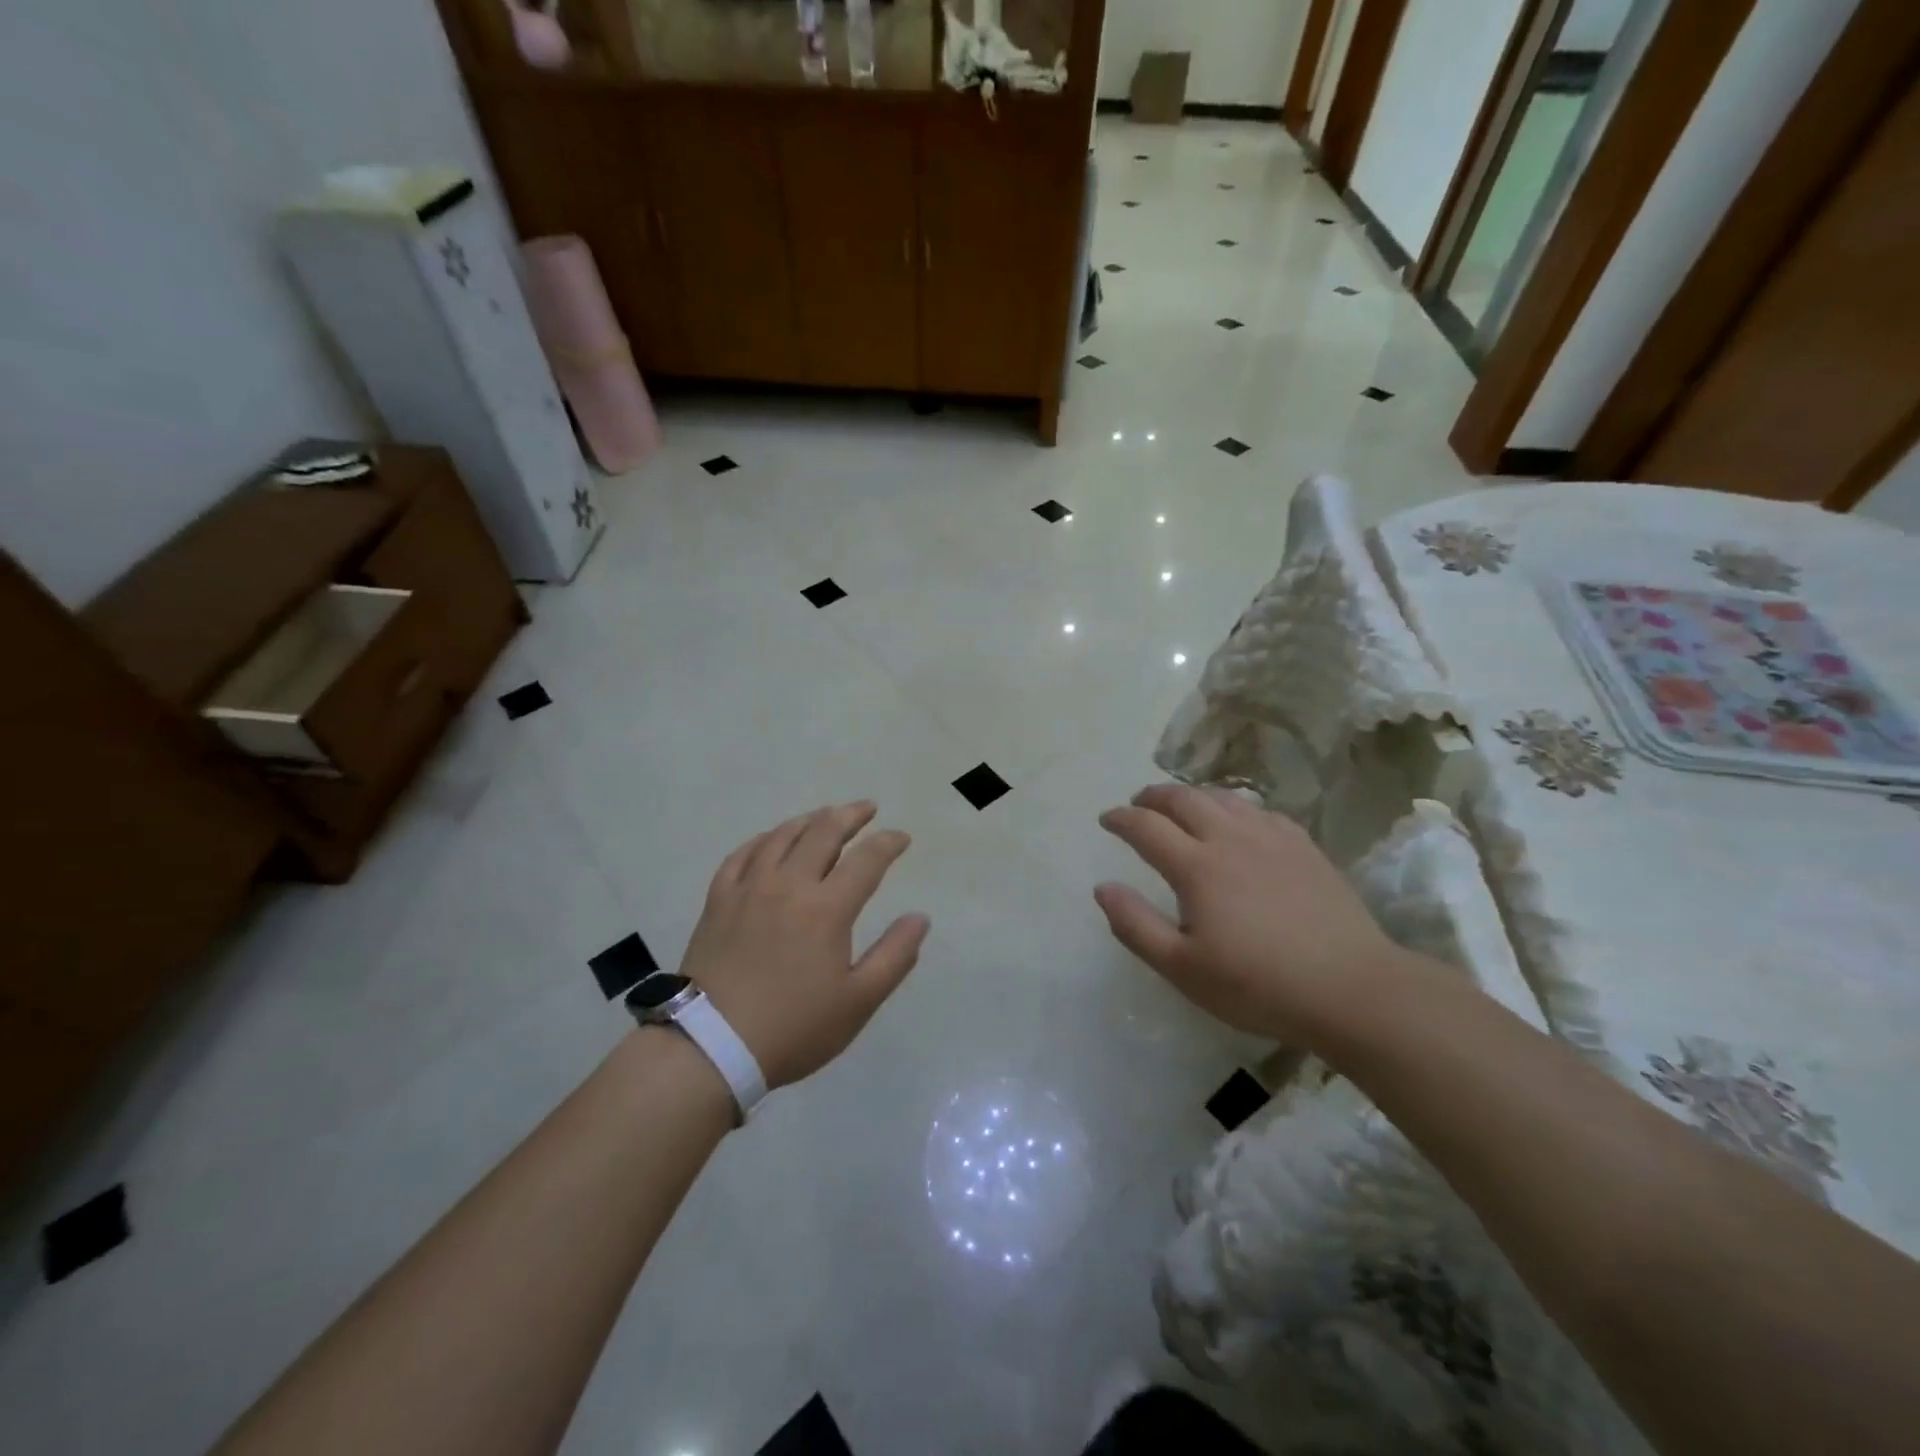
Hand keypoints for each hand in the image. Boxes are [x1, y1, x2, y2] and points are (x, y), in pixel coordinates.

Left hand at [677, 801, 928, 1088]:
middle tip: (867, 808)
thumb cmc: (794, 1027)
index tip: (901, 838)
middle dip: (850, 815)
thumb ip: (894, 956)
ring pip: (782, 836)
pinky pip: (742, 855)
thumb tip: (920, 918)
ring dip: (809, 820)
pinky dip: (763, 840)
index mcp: (827, 908)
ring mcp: (749, 889)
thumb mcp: (858, 1002)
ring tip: (825, 815)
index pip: (866, 859)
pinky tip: (770, 840)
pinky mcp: (718, 901)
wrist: (711, 1047)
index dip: (888, 843)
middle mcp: (789, 885)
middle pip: (823, 833)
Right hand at [1094, 785, 1403, 1047]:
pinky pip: (1259, 811)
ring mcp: (1271, 838)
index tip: (1106, 819)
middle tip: (1138, 803)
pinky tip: (1238, 822)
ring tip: (1181, 806)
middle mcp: (1230, 838)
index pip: (1146, 827)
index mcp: (1196, 867)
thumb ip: (1136, 926)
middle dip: (1153, 796)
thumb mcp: (1183, 968)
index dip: (1121, 819)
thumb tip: (1103, 887)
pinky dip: (1234, 808)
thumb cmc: (1258, 985)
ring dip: (1192, 795)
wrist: (1351, 988)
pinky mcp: (1303, 847)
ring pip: (1223, 798)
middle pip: (1183, 799)